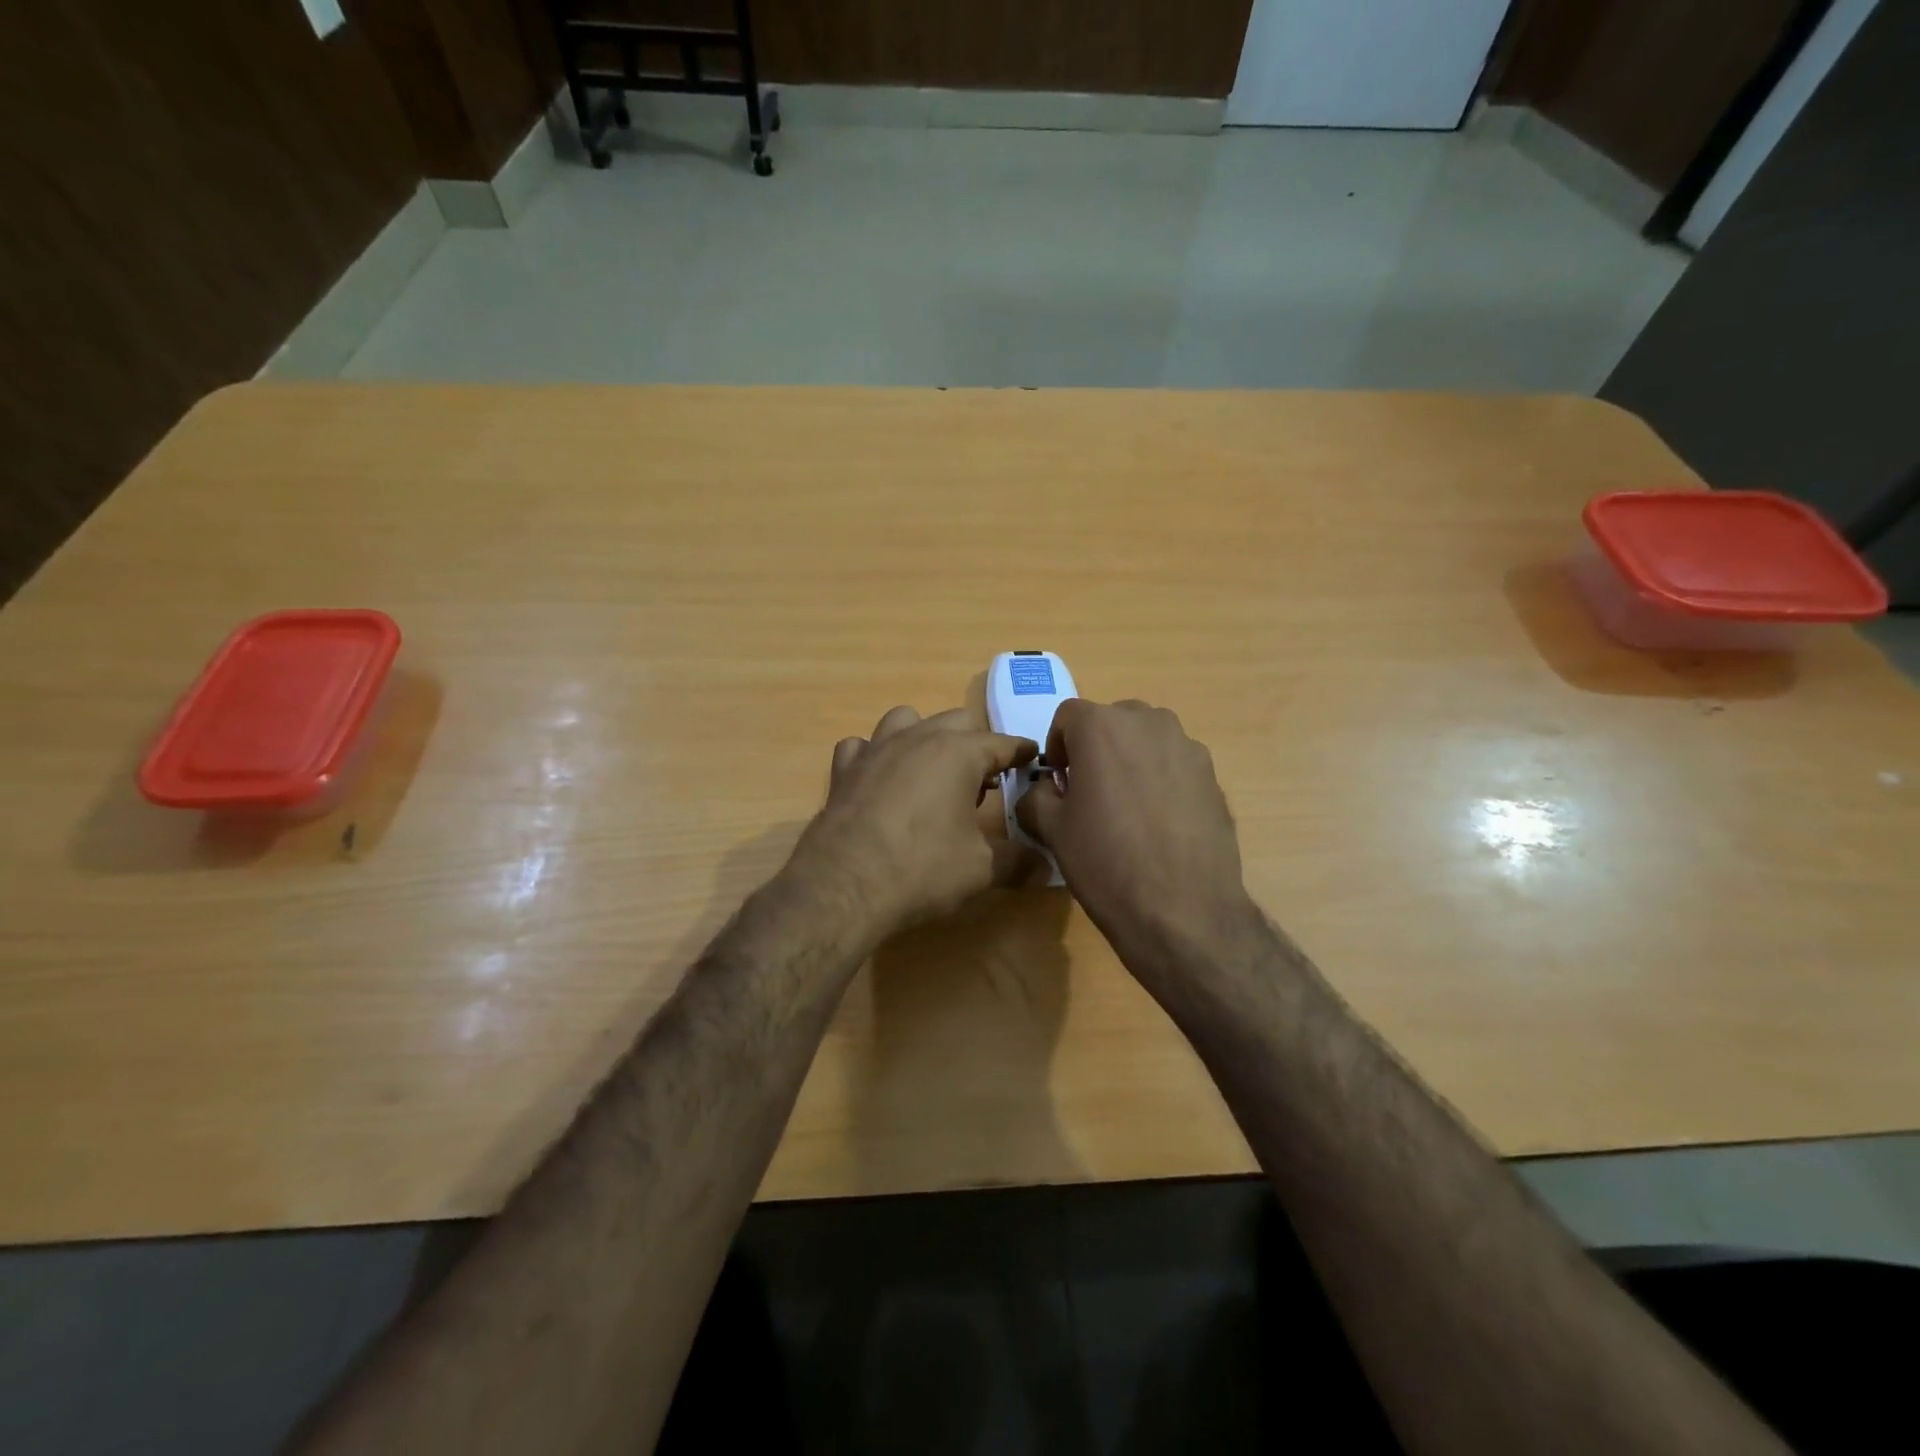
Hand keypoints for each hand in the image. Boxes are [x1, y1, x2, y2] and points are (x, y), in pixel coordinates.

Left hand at [794, 706, 1040, 936]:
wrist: (843, 886)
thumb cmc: (922, 869)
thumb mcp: (981, 870)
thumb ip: (1018, 862)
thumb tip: (1046, 867)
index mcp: (958, 753)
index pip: (1001, 743)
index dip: (1020, 751)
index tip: (1032, 756)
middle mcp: (918, 738)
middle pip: (956, 721)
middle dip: (975, 743)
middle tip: (984, 778)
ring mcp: (875, 749)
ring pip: (906, 720)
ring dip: (924, 736)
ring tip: (931, 771)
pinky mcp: (844, 769)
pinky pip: (862, 746)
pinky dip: (875, 755)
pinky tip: (879, 779)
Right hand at [1016, 699, 1260, 979]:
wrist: (1182, 909)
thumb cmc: (1106, 862)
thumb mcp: (1052, 829)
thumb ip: (1036, 795)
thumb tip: (1046, 789)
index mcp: (1101, 726)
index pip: (1067, 716)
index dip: (1057, 747)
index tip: (1060, 783)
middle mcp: (1148, 722)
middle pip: (1111, 722)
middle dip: (1096, 749)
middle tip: (1091, 793)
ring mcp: (1187, 747)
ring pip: (1147, 740)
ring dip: (1131, 761)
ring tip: (1129, 810)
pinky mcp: (1213, 775)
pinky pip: (1175, 765)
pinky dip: (1161, 780)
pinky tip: (1160, 825)